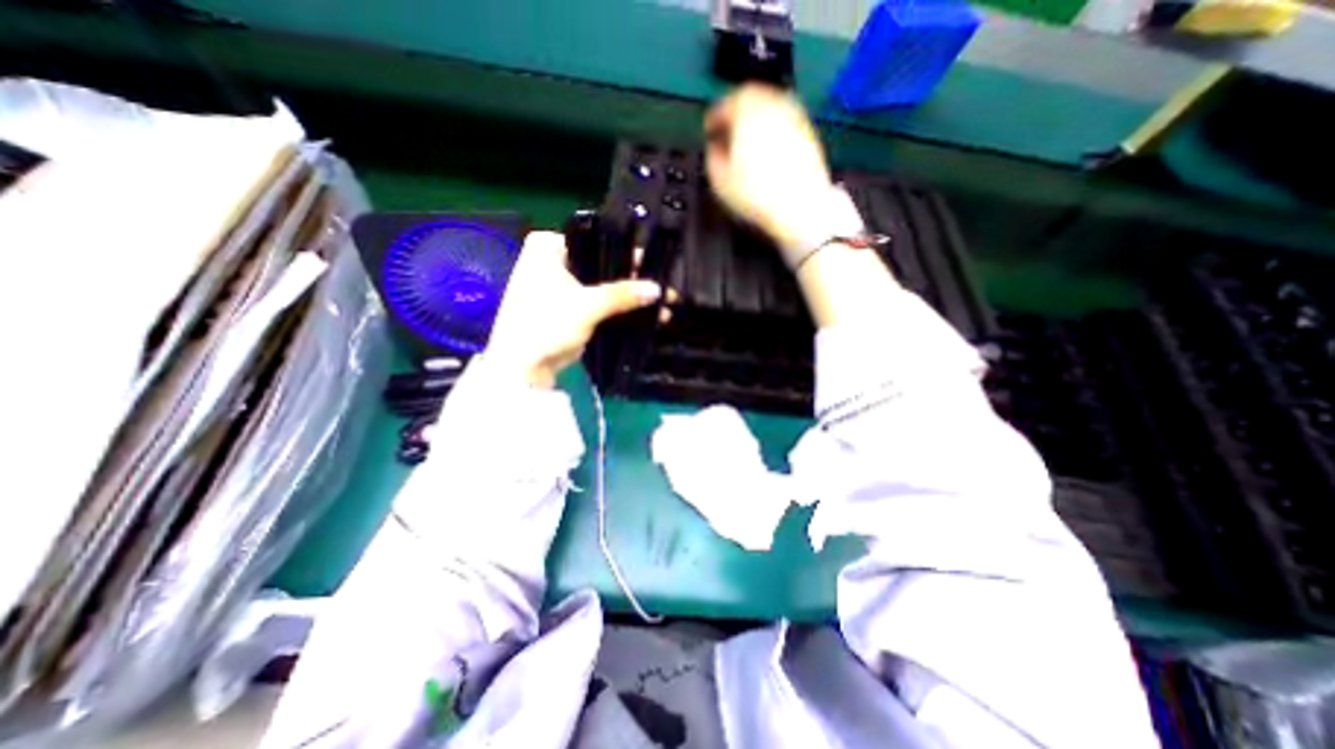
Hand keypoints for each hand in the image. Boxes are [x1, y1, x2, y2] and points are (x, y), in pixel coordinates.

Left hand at [487, 231, 660, 385]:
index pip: (596, 241)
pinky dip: (617, 310)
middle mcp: (553, 262)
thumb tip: (658, 289)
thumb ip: (623, 294)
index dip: (627, 254)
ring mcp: (560, 287)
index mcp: (548, 248)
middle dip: (632, 280)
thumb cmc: (546, 324)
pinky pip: (598, 304)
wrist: (522, 368)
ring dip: (628, 298)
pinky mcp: (567, 310)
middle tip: (664, 288)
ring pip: (601, 286)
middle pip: (601, 265)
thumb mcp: (587, 306)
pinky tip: (644, 315)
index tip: (655, 265)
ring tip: (662, 306)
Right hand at [703, 82, 838, 265]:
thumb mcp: (720, 180)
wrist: (799, 208)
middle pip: (750, 97)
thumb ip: (712, 156)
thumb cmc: (759, 195)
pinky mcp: (808, 132)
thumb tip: (714, 148)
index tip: (710, 130)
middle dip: (736, 112)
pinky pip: (785, 121)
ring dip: (756, 119)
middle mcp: (772, 106)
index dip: (714, 117)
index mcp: (747, 112)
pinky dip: (773, 129)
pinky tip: (768, 151)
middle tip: (728, 131)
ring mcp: (793, 117)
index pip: (725, 104)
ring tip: (747, 142)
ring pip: (770, 106)